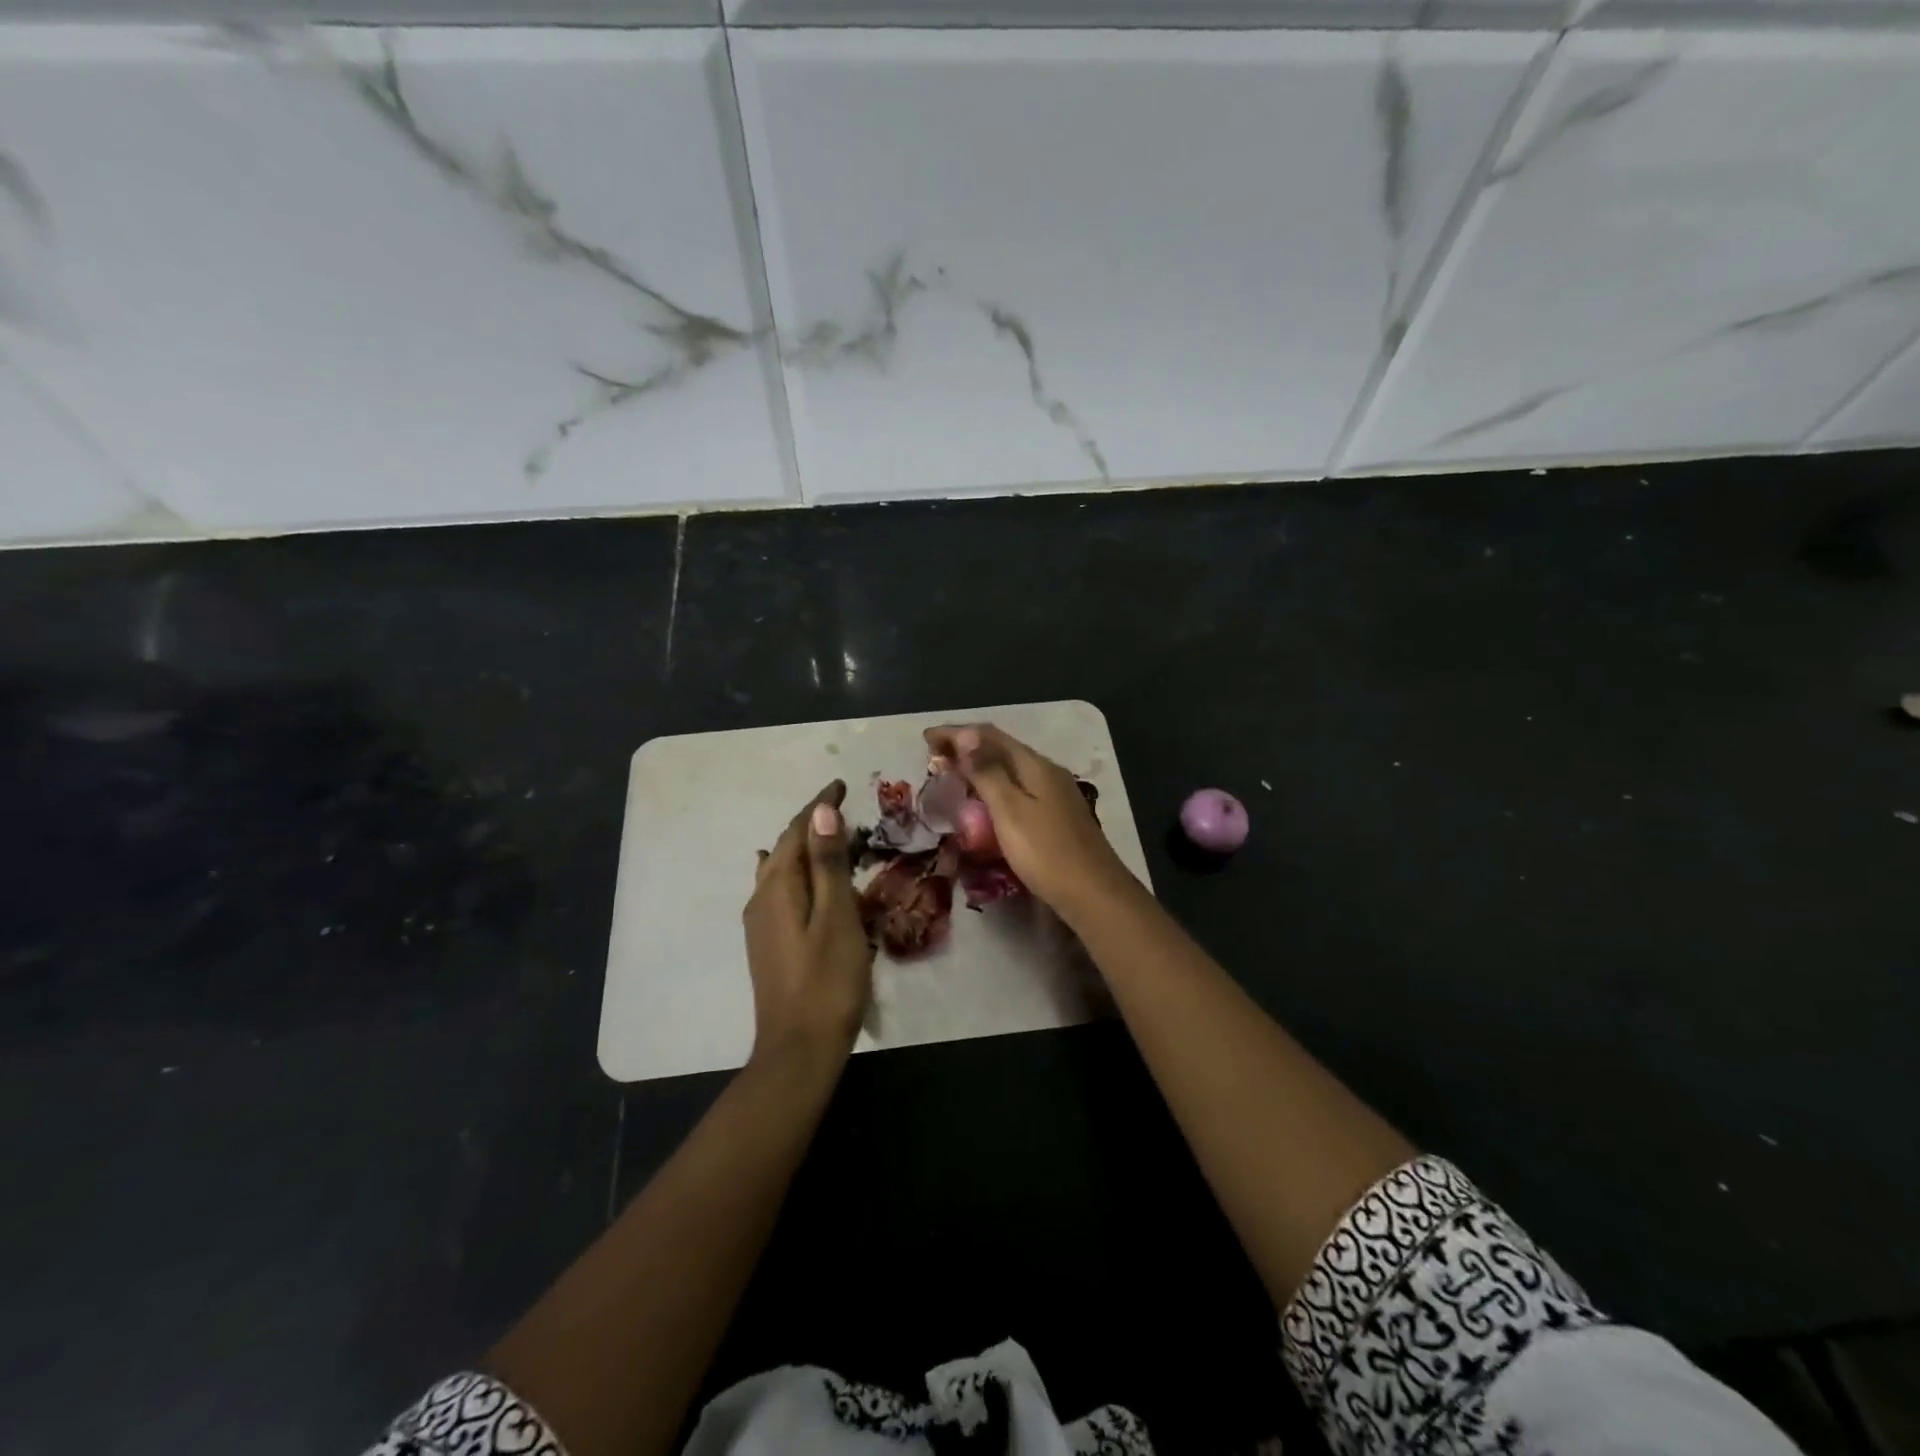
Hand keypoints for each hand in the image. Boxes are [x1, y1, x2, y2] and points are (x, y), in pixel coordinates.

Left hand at [743, 781, 874, 1062]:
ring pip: (779, 871)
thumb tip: (821, 811)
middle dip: (810, 824)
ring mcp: (760, 924)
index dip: (818, 805)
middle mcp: (761, 899)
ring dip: (802, 849)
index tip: (840, 784)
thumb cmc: (827, 981)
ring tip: (826, 837)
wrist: (799, 1049)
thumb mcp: (836, 917)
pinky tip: (797, 879)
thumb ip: (828, 864)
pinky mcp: (767, 944)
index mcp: (777, 888)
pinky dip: (795, 874)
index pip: (796, 832)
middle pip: (784, 849)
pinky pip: (778, 891)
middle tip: (842, 809)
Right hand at [923, 723, 1133, 922]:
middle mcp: (1047, 772)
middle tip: (934, 757)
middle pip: (1001, 749)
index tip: (925, 739)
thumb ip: (987, 772)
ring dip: (980, 768)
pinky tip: (984, 803)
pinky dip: (994, 788)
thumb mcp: (1009, 810)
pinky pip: (1018, 790)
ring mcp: (1055, 794)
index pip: (990, 736)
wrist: (1093, 894)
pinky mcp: (1055, 816)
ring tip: (953, 776)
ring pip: (1010, 770)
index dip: (956, 733)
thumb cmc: (1046, 852)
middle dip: (967, 748)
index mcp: (1035, 765)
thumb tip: (966, 735)